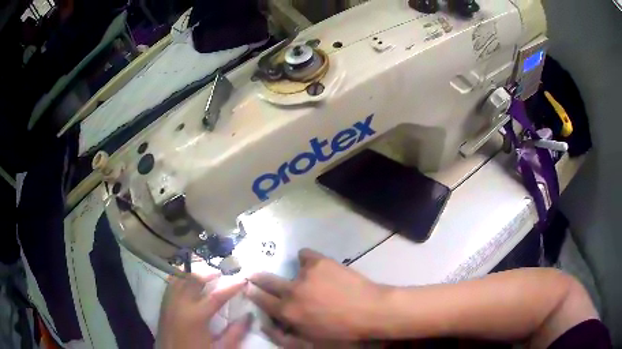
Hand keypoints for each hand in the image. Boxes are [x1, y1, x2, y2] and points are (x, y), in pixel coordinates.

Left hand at [156, 273, 251, 348]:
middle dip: (209, 274)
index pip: (217, 296)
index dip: (232, 287)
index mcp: (196, 316)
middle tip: (221, 274)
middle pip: (195, 280)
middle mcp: (180, 304)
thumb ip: (235, 333)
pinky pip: (171, 284)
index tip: (243, 280)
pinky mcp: (163, 304)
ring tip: (205, 276)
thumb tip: (249, 316)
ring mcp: (169, 302)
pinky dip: (181, 278)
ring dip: (194, 274)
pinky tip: (187, 282)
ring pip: (181, 278)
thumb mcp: (220, 347)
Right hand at [246, 249, 387, 341]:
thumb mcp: (311, 340)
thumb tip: (274, 324)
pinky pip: (305, 255)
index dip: (252, 293)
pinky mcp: (319, 262)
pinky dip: (309, 261)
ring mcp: (304, 274)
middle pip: (266, 280)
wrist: (371, 311)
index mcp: (288, 312)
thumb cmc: (342, 333)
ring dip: (297, 275)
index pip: (261, 300)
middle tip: (254, 274)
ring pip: (292, 269)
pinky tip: (319, 267)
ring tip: (314, 279)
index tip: (248, 287)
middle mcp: (291, 291)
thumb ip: (288, 333)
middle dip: (257, 277)